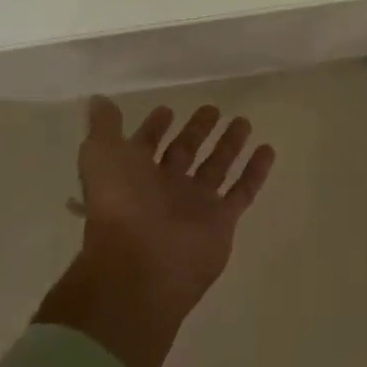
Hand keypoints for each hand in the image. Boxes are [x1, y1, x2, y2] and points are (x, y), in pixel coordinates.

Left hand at [35, 97, 274, 366]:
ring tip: (243, 121)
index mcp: (134, 175)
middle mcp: (165, 189)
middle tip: (212, 109)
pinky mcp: (222, 221)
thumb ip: (104, 127)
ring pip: (216, 167)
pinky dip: (255, 171)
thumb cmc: (120, 205)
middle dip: (197, 131)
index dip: (154, 128)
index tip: (167, 110)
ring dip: (229, 145)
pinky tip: (267, 149)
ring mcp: (195, 205)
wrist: (140, 266)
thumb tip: (98, 100)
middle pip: (185, 153)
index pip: (146, 146)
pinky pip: (243, 191)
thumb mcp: (102, 156)